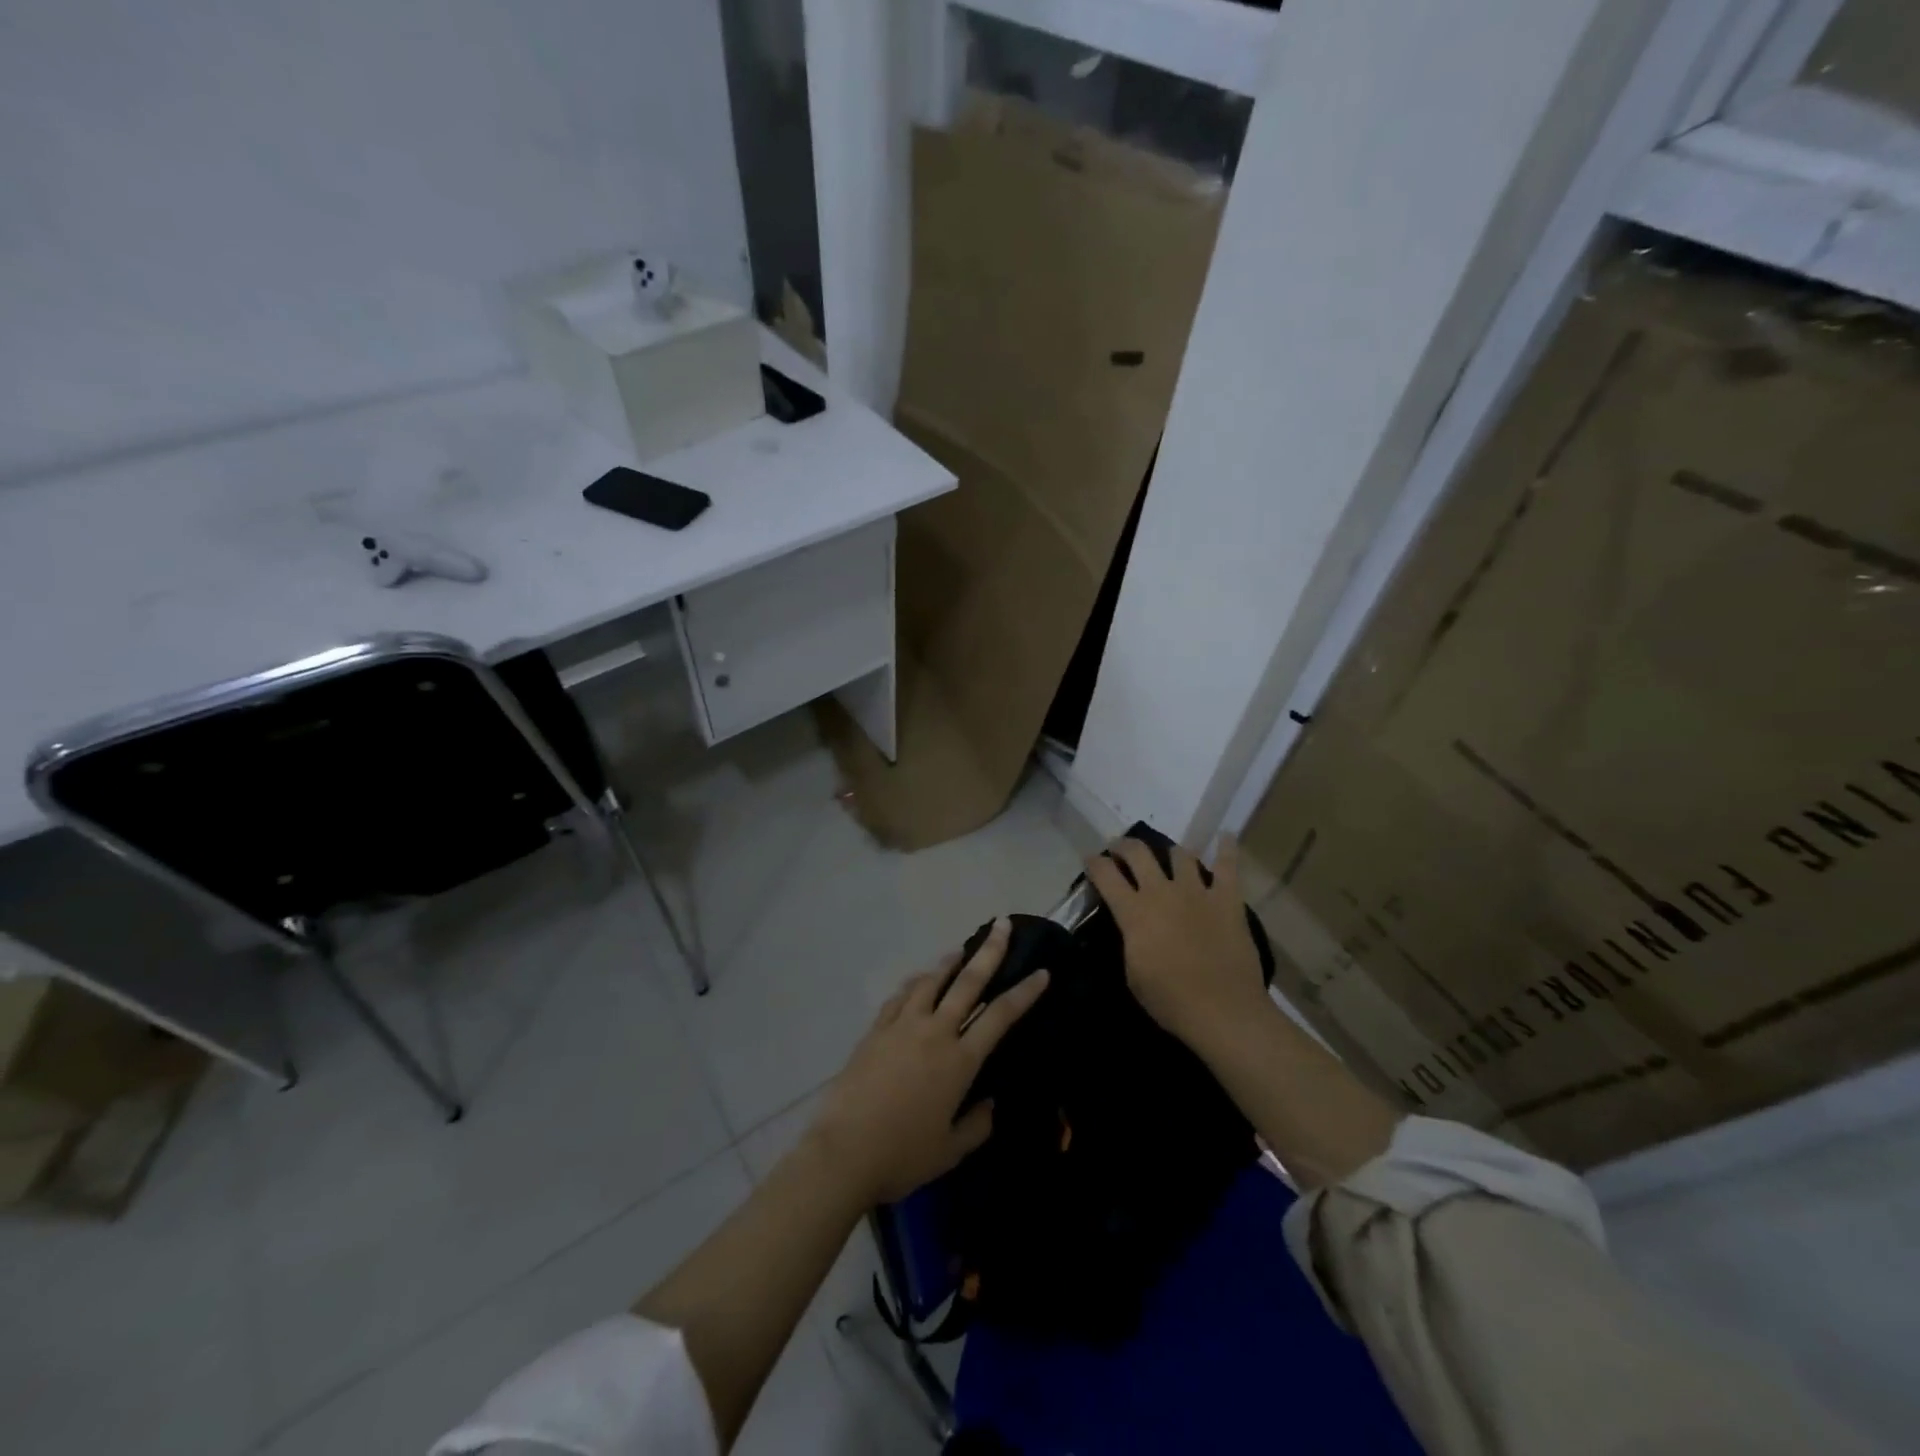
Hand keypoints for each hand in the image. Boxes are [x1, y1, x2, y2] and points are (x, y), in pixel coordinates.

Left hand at [806, 919, 1048, 1208]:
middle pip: (967, 982)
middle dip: (989, 951)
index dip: (1024, 992)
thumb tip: (989, 1104)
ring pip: (930, 981)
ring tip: (960, 950)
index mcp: (959, 1060)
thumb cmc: (902, 1155)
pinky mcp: (875, 1031)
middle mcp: (934, 1032)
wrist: (844, 1151)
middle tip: (1002, 925)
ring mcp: (901, 1026)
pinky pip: (899, 997)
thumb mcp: (950, 1151)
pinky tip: (918, 981)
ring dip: (948, 962)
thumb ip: (976, 1125)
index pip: (1000, 1016)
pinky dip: (913, 984)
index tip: (1042, 972)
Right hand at [1085, 834, 1266, 1045]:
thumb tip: (1131, 928)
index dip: (1094, 863)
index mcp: (1134, 912)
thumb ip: (1130, 941)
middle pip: (1138, 853)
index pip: (1105, 875)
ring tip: (1170, 856)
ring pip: (1180, 854)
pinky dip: (1227, 848)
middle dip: (1124, 845)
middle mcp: (1161, 892)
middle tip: (1121, 849)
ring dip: (1171, 852)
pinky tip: (1226, 836)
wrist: (1223, 1010)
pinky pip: (1228, 866)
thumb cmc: (1170, 1000)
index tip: (1091, 859)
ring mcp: (1197, 891)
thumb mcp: (1133, 974)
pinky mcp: (1228, 899)